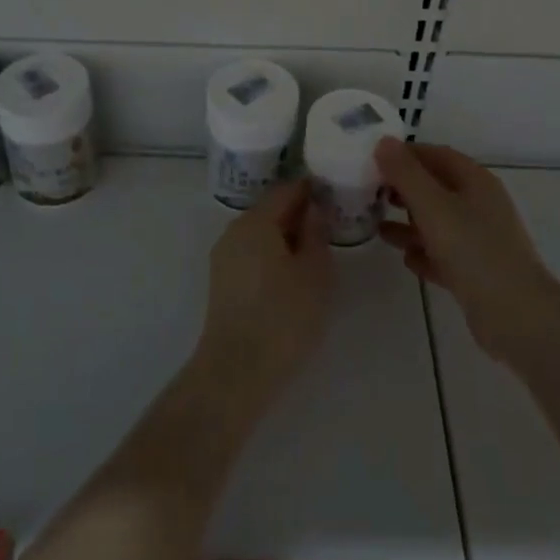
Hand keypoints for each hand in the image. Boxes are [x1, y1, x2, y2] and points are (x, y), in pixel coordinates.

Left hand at [195, 180, 334, 403]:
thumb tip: (314, 208)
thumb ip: (316, 233)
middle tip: (331, 225)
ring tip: (316, 252)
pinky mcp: (222, 281)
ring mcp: (224, 256)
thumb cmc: (284, 316)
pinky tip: (293, 274)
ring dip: (287, 236)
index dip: (311, 189)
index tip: (336, 195)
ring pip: (260, 233)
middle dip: (299, 213)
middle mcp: (234, 231)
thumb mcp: (315, 272)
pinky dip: (273, 254)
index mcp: (256, 221)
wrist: (237, 371)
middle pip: (270, 209)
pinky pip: (252, 253)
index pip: (286, 189)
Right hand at [375, 139, 559, 365]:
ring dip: (409, 223)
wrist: (517, 316)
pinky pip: (444, 254)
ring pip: (438, 223)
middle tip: (371, 194)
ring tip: (378, 227)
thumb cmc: (474, 251)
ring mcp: (481, 240)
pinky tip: (405, 259)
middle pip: (436, 187)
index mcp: (475, 182)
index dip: (405, 155)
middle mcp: (480, 206)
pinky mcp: (477, 272)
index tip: (373, 161)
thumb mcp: (433, 206)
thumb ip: (406, 174)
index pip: (437, 155)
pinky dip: (424, 253)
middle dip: (404, 189)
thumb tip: (383, 142)